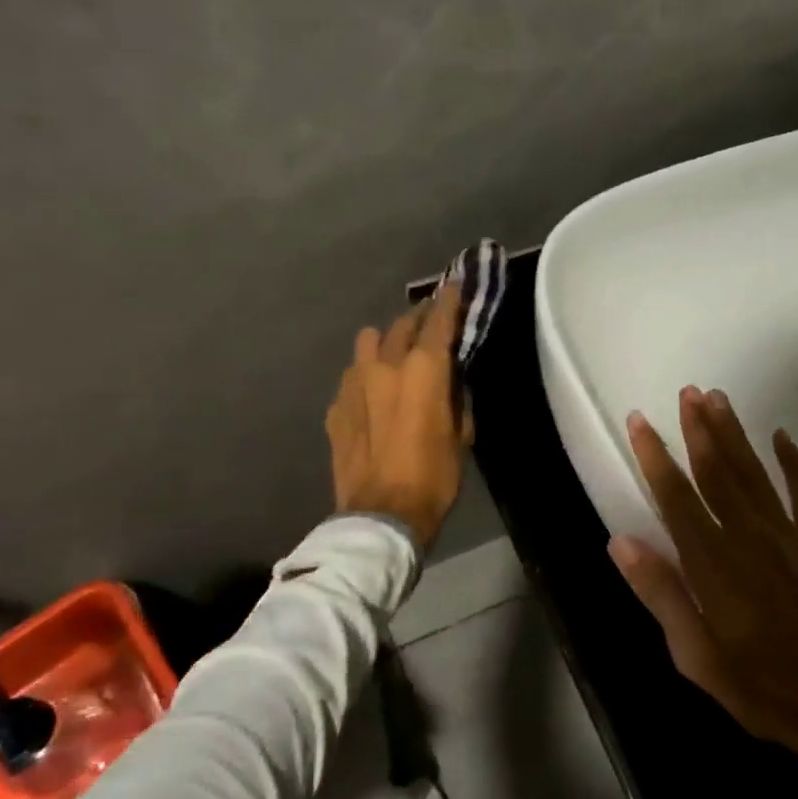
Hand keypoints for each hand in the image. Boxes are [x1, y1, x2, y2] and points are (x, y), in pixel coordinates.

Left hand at [326, 286, 471, 551]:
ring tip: (395, 357)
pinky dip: (366, 375)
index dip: (450, 299)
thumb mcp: (461, 434)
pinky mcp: (335, 405)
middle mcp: (385, 364)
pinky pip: (352, 375)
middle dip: (419, 319)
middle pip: (402, 324)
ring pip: (369, 342)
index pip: (439, 320)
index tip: (456, 283)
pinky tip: (373, 395)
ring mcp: (354, 383)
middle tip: (431, 324)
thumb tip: (452, 378)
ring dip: (385, 342)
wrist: (381, 515)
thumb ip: (457, 396)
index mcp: (423, 369)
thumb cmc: (434, 476)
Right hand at [610, 387, 797, 798]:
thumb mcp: (699, 659)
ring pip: (754, 472)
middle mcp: (749, 537)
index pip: (675, 497)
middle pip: (717, 472)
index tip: (639, 421)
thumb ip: (662, 595)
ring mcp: (790, 537)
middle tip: (686, 391)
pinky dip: (794, 462)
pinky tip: (782, 436)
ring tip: (717, 397)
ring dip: (734, 433)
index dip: (654, 456)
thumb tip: (621, 541)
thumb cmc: (769, 691)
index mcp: (713, 565)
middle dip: (698, 429)